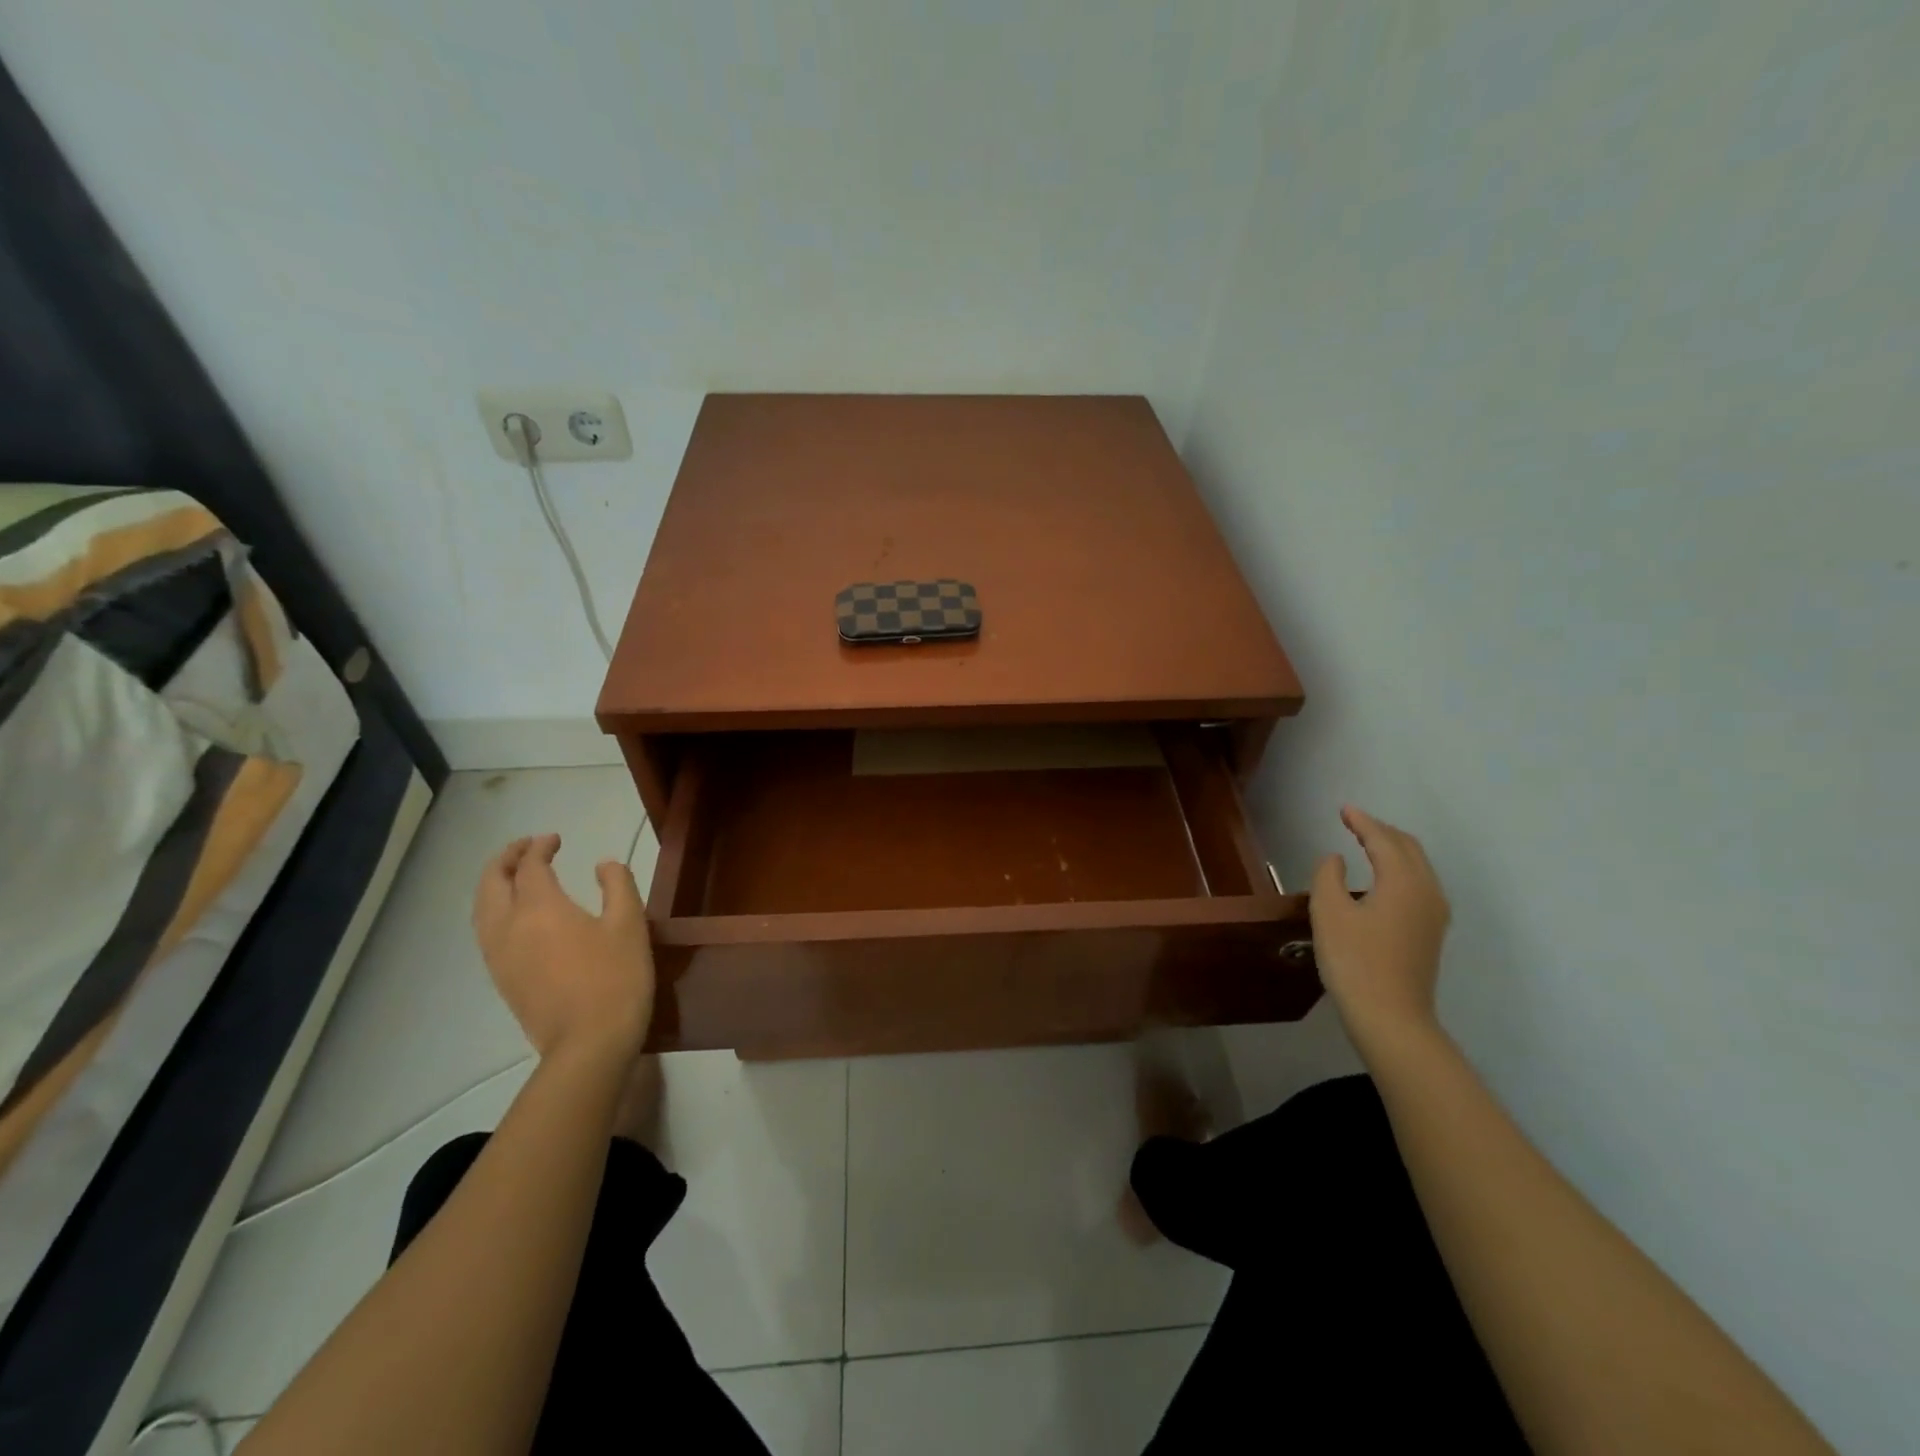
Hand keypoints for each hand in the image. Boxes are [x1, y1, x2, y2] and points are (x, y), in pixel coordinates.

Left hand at [472, 834, 654, 1062]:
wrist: (589, 1043)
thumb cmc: (616, 977)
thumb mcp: (630, 923)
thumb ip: (617, 884)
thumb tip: (604, 865)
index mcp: (540, 907)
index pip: (529, 866)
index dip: (539, 847)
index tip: (555, 838)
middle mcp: (509, 926)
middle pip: (491, 883)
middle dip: (505, 859)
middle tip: (526, 848)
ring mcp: (499, 956)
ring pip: (482, 909)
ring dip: (493, 884)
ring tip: (514, 876)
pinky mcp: (501, 979)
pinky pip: (485, 932)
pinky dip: (493, 910)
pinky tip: (513, 916)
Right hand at [1310, 807, 1448, 1048]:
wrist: (1391, 1018)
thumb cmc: (1355, 961)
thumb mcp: (1329, 912)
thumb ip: (1329, 876)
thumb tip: (1337, 860)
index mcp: (1404, 882)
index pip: (1384, 840)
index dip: (1362, 822)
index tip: (1344, 809)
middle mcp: (1427, 891)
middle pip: (1408, 849)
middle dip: (1381, 831)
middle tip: (1354, 822)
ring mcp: (1434, 914)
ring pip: (1417, 867)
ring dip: (1392, 849)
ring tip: (1366, 844)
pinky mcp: (1430, 933)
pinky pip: (1418, 884)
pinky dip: (1399, 869)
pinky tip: (1381, 879)